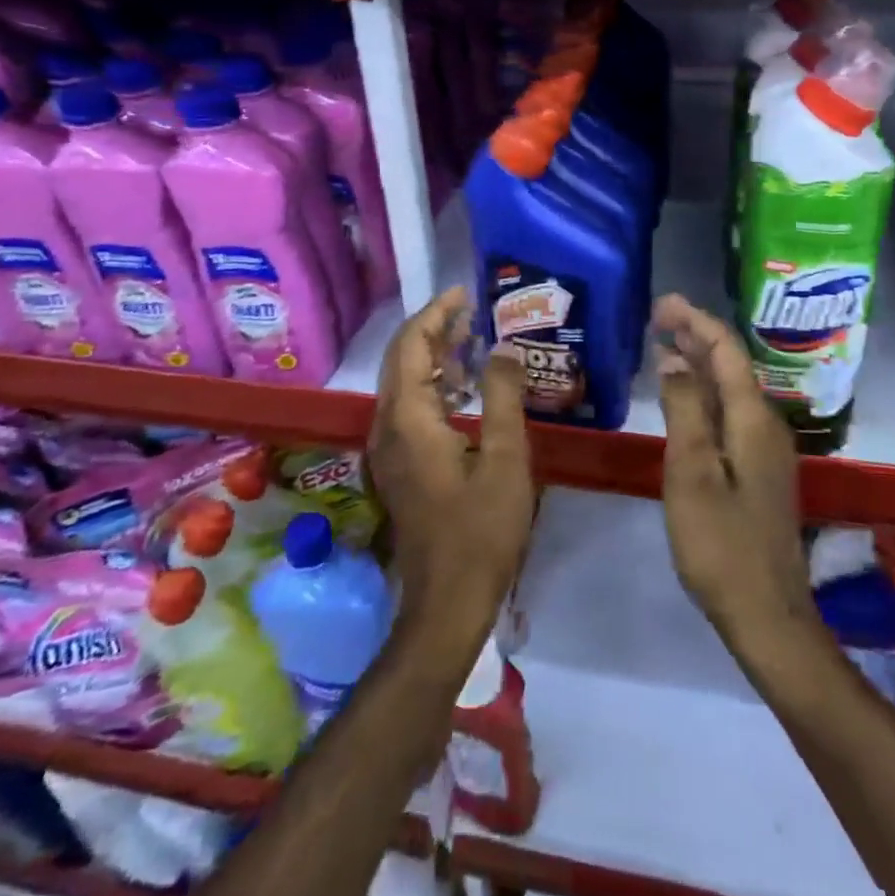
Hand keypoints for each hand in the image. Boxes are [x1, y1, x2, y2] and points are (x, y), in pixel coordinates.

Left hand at [370, 286, 533, 667]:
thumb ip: (502, 396)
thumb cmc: (481, 531)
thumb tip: (503, 347)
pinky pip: (410, 407)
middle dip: (434, 330)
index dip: (435, 313)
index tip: (464, 293)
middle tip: (472, 311)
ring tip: (473, 339)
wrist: (447, 602)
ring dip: (434, 356)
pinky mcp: (399, 465)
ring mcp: (389, 449)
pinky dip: (434, 385)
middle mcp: (388, 426)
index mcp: (409, 419)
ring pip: (404, 383)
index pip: (411, 346)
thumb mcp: (506, 459)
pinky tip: (465, 388)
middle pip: (402, 360)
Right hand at [654, 294, 814, 651]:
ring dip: (699, 364)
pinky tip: (684, 399)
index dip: (696, 322)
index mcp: (752, 420)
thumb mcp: (692, 474)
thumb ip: (683, 411)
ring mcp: (765, 449)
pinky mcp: (758, 471)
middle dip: (697, 336)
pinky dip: (704, 394)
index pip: (726, 352)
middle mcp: (765, 425)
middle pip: (731, 366)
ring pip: (730, 390)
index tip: (663, 303)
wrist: (767, 615)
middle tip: (658, 316)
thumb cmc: (721, 545)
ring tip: (665, 345)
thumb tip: (674, 359)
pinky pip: (729, 413)